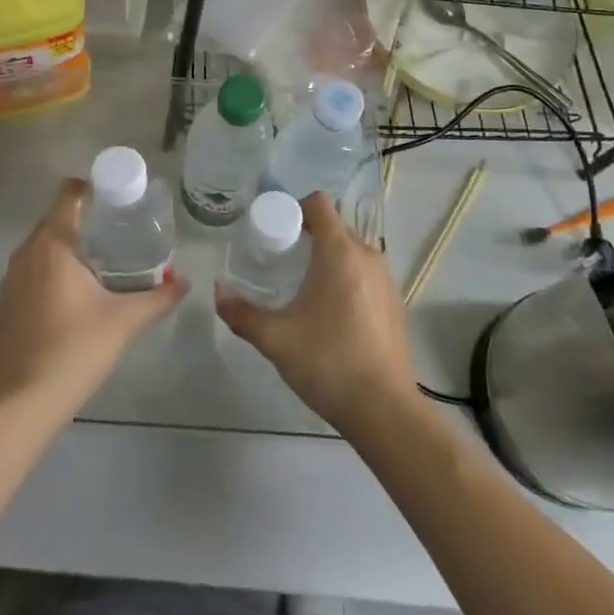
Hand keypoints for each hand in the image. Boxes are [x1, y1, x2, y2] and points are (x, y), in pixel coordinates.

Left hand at [0, 178, 185, 419]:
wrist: (24, 401)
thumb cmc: (76, 349)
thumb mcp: (124, 321)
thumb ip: (158, 297)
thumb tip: (185, 282)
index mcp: (53, 245)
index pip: (67, 195)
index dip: (90, 188)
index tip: (114, 198)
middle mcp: (25, 253)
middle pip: (54, 220)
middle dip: (82, 220)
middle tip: (116, 232)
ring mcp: (9, 279)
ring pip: (40, 247)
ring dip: (65, 249)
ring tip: (97, 262)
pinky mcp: (2, 304)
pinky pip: (28, 272)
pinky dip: (48, 272)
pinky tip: (70, 296)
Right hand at [215, 191, 417, 434]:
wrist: (385, 410)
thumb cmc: (328, 362)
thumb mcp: (275, 339)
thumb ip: (242, 313)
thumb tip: (218, 292)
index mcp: (340, 252)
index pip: (319, 203)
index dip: (294, 209)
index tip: (275, 233)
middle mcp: (367, 255)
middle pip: (334, 227)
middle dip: (306, 236)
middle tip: (280, 262)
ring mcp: (386, 279)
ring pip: (351, 251)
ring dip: (327, 259)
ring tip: (303, 288)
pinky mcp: (395, 303)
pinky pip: (365, 274)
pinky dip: (345, 279)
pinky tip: (330, 313)